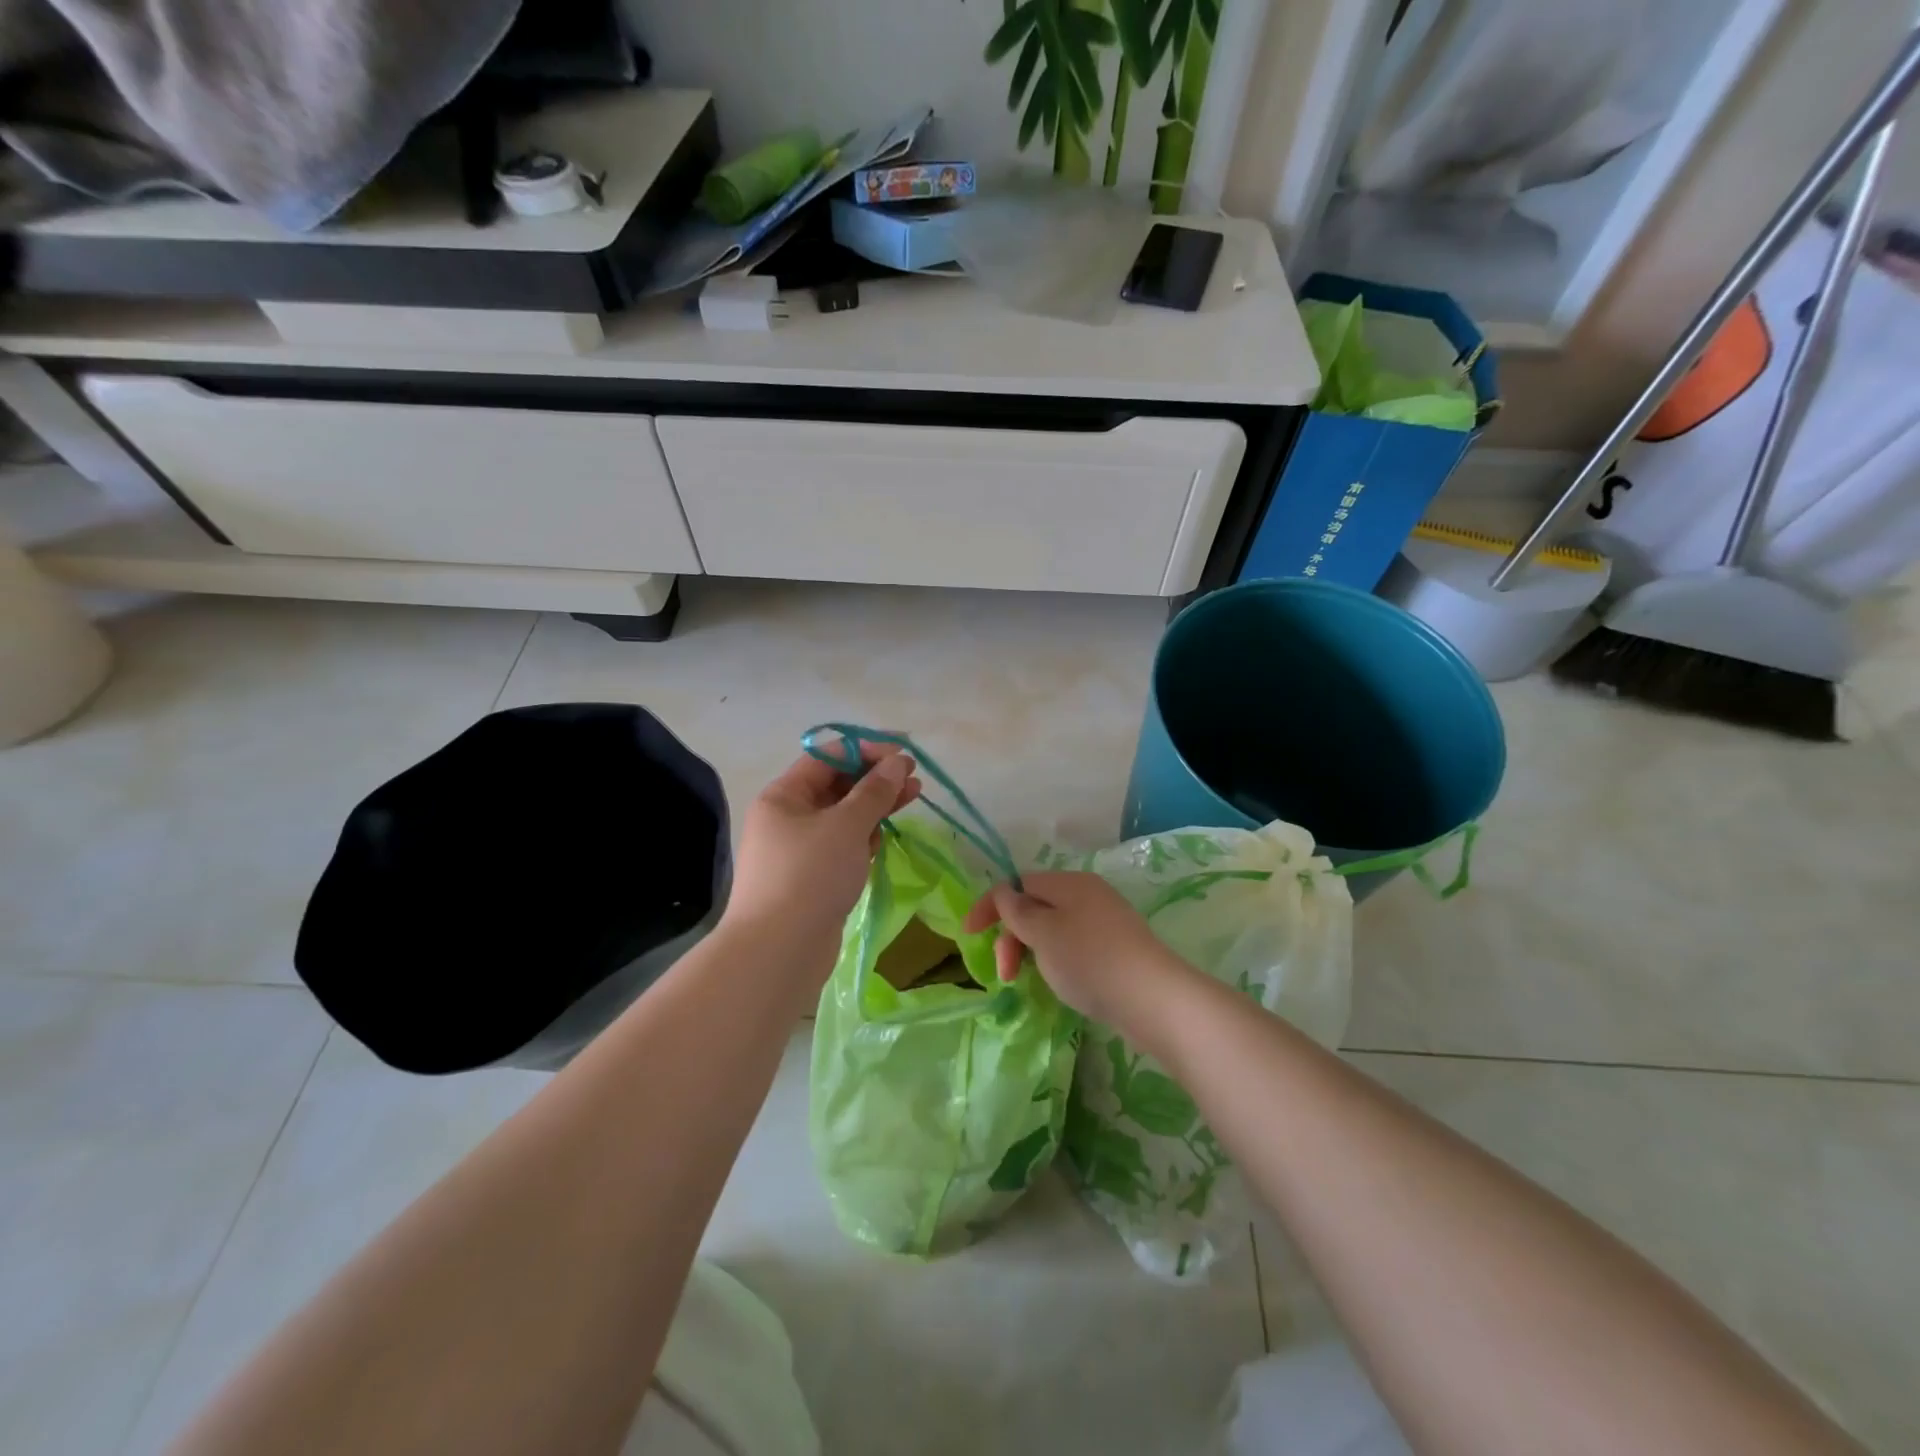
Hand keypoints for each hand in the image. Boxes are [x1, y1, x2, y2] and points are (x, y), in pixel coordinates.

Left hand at [724, 744, 920, 958]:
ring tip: (913, 797)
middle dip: (875, 779)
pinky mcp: (812, 878)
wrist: (780, 951)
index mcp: (783, 796)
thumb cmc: (811, 875)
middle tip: (914, 777)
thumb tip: (897, 763)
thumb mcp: (847, 826)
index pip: (826, 758)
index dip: (865, 751)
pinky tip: (885, 836)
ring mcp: (798, 850)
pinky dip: (864, 837)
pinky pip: (842, 846)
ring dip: (875, 806)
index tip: (902, 754)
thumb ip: (875, 791)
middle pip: (836, 786)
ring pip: (843, 817)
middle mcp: (786, 818)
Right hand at [962, 871, 1189, 1031]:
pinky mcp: (1116, 949)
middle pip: (1035, 906)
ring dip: (1031, 950)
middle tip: (1005, 973)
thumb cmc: (1090, 960)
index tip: (968, 936)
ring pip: (1052, 928)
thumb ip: (1018, 911)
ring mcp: (1104, 922)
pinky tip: (1058, 982)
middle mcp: (1087, 894)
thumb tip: (1005, 894)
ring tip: (1030, 980)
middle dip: (1011, 936)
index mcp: (1069, 883)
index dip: (989, 905)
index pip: (1018, 883)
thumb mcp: (1043, 934)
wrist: (1154, 999)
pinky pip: (1072, 945)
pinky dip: (1055, 960)